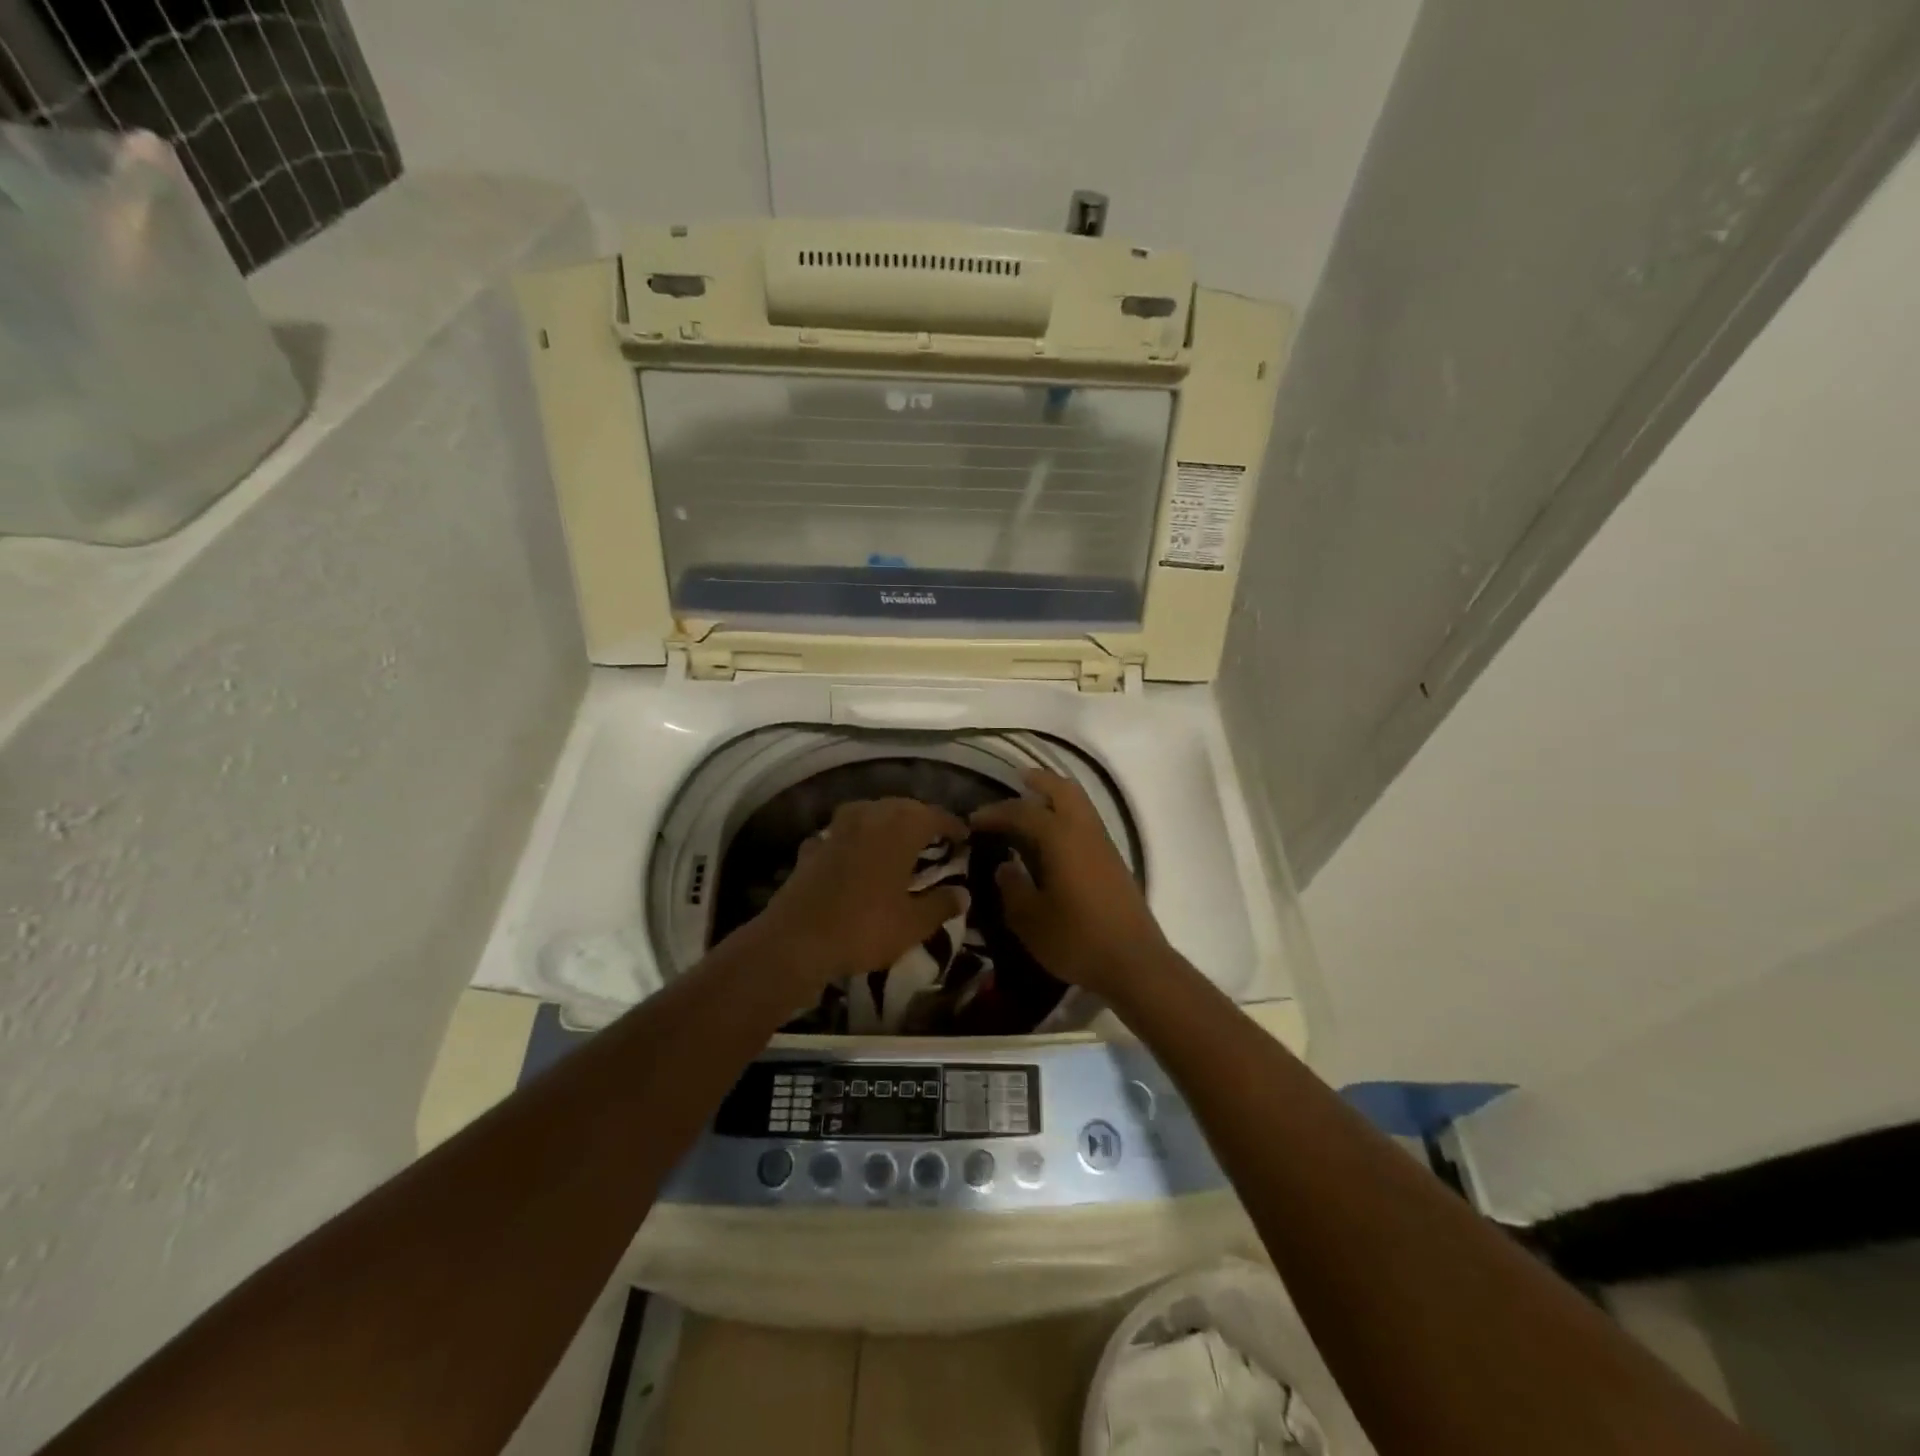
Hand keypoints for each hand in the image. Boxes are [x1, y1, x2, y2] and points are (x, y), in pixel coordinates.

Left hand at [749, 798, 968, 991]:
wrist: (796, 940)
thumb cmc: (864, 927)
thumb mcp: (913, 924)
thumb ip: (941, 905)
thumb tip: (963, 893)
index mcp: (900, 829)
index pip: (934, 815)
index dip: (952, 825)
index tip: (965, 836)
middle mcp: (869, 818)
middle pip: (901, 807)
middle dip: (920, 818)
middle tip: (935, 837)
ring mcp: (836, 829)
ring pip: (869, 813)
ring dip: (886, 821)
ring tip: (897, 840)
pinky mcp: (813, 847)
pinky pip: (841, 834)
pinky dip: (853, 840)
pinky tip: (854, 855)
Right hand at [970, 769, 1167, 996]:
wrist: (1135, 962)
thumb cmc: (1077, 939)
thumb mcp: (1030, 920)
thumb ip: (1013, 888)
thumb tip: (1004, 866)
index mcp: (1060, 839)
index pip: (1022, 812)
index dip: (996, 813)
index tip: (973, 820)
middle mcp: (1084, 831)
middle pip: (1063, 789)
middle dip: (1039, 781)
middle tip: (1016, 780)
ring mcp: (1103, 844)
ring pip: (1080, 802)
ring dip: (1056, 795)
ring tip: (1034, 801)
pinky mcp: (1114, 860)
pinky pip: (1087, 820)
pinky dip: (1068, 813)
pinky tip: (1054, 835)